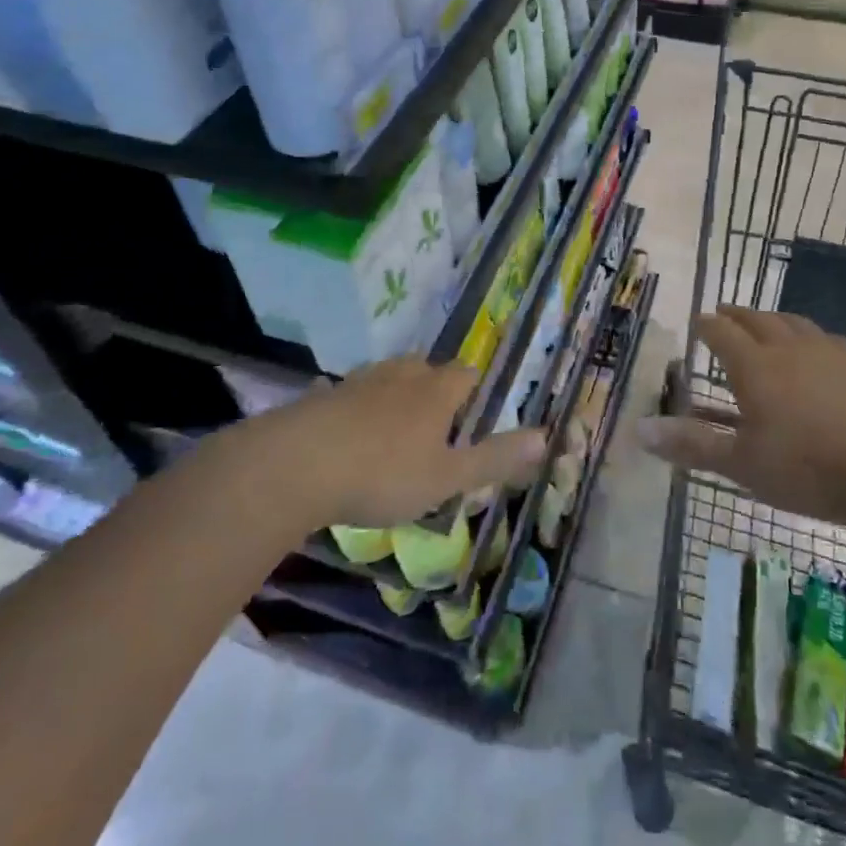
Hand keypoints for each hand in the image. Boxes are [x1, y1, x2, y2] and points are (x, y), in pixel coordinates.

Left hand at [239, 355, 545, 531]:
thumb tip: (545, 436)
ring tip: (393, 422)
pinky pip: (342, 393)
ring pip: (386, 375)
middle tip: (435, 420)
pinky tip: (340, 423)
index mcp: (436, 393)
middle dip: (434, 386)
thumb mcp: (447, 477)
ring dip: (394, 391)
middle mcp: (400, 377)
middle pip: (425, 367)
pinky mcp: (322, 396)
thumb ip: (495, 458)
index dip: (473, 389)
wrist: (299, 465)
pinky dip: (348, 404)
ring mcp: (358, 382)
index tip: (472, 411)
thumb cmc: (384, 474)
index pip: (465, 374)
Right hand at [637, 306, 845, 525]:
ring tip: (766, 322)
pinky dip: (808, 336)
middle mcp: (788, 349)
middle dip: (737, 315)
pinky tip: (816, 349)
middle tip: (725, 314)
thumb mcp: (743, 464)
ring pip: (793, 323)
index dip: (706, 326)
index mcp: (754, 367)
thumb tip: (639, 430)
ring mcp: (828, 354)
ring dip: (773, 319)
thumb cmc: (810, 468)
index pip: (722, 334)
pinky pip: (825, 339)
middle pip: (758, 319)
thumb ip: (693, 445)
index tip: (697, 322)